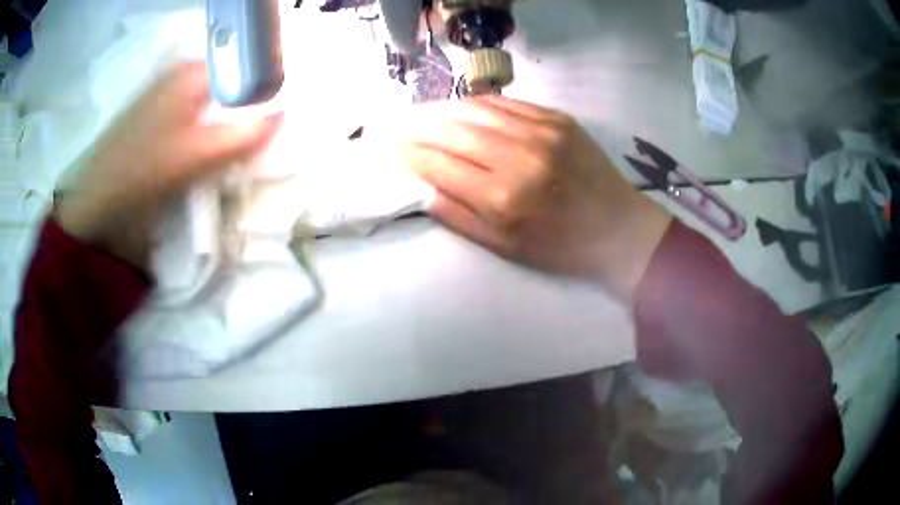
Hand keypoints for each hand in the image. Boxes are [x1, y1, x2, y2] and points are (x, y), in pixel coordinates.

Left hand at [56, 61, 282, 265]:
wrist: (95, 200)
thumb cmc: (143, 171)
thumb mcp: (196, 155)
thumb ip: (243, 134)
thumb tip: (285, 112)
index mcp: (192, 72)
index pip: (245, 63)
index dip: (266, 84)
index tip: (278, 111)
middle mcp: (181, 73)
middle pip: (229, 79)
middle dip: (248, 102)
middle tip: (261, 132)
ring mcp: (166, 91)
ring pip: (212, 96)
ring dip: (228, 116)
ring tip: (238, 143)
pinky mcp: (156, 113)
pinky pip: (195, 110)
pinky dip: (208, 124)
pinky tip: (208, 146)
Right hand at [398, 96, 671, 300]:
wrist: (618, 229)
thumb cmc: (561, 247)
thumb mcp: (505, 247)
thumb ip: (460, 217)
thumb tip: (423, 189)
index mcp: (503, 198)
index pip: (439, 165)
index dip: (408, 153)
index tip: (387, 147)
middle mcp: (519, 157)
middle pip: (452, 129)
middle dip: (416, 124)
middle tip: (394, 122)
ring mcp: (542, 131)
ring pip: (476, 109)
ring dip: (442, 108)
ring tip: (420, 111)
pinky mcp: (558, 118)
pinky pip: (507, 103)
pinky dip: (478, 103)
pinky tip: (462, 106)